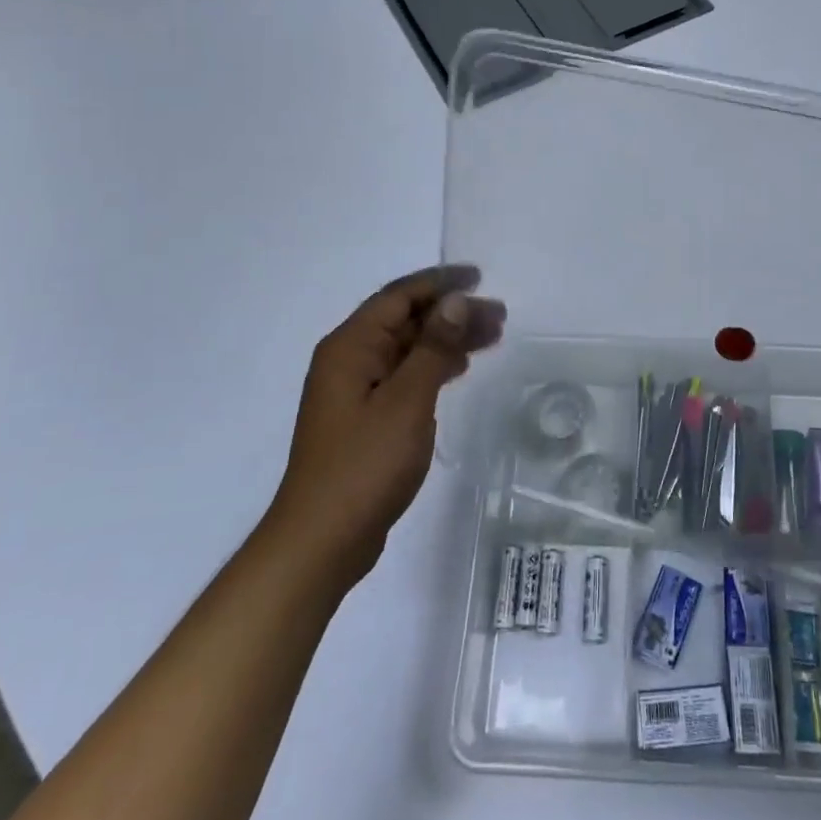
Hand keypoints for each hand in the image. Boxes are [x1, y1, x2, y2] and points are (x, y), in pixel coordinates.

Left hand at [270, 265, 504, 591]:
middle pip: (406, 320)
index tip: (479, 277)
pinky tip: (460, 368)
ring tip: (492, 337)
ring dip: (447, 338)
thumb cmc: (364, 465)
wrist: (321, 541)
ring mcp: (355, 390)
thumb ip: (433, 347)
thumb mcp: (407, 400)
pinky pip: (405, 374)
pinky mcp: (365, 417)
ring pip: (408, 348)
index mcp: (350, 347)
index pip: (399, 296)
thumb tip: (455, 300)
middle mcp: (349, 360)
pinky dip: (434, 365)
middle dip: (452, 312)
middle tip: (499, 316)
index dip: (440, 282)